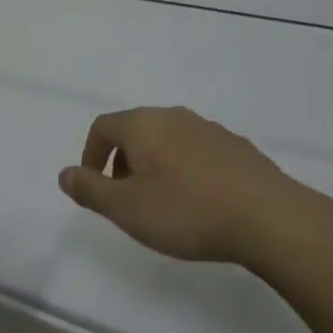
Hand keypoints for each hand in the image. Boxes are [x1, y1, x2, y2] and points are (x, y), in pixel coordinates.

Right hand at [59, 106, 323, 268]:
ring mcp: (208, 127)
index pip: (103, 127)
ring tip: (162, 204)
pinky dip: (185, 169)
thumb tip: (65, 173)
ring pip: (168, 139)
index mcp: (143, 124)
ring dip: (155, 165)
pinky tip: (199, 202)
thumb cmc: (187, 211)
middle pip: (135, 130)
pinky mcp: (236, 145)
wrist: (267, 216)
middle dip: (123, 162)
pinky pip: (197, 151)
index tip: (95, 187)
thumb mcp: (127, 209)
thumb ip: (91, 190)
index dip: (91, 155)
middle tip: (126, 200)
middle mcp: (174, 116)